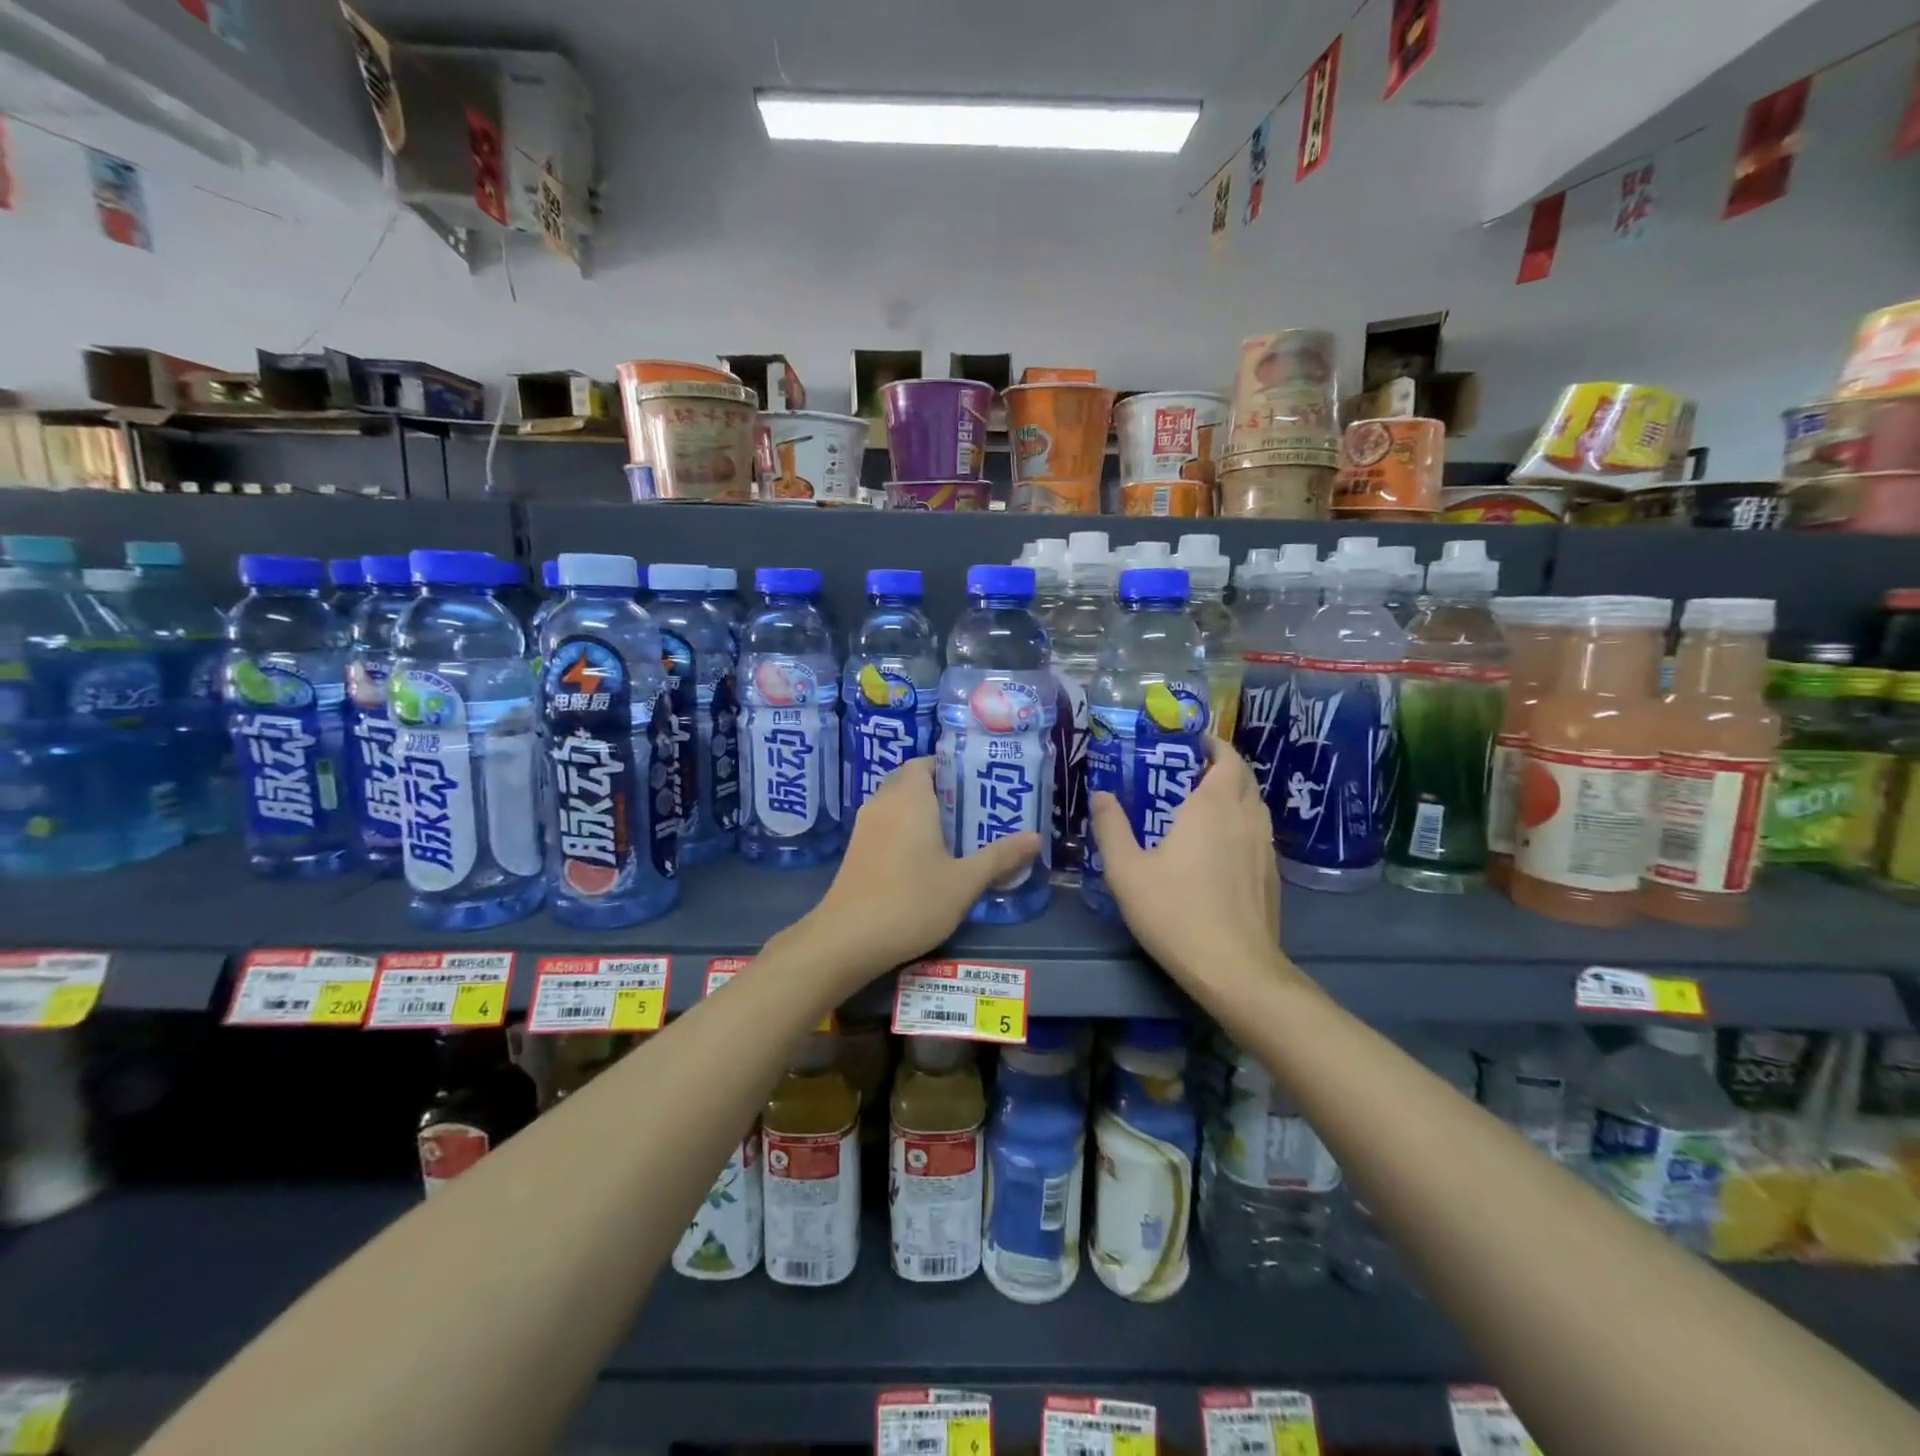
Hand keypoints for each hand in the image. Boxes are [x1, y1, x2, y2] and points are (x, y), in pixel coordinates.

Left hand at [799, 758, 1040, 982]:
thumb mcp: (964, 882)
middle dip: (942, 790)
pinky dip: (906, 830)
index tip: (978, 783)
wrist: (847, 939)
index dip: (951, 767)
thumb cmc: (911, 901)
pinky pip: (886, 825)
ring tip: (958, 832)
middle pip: (912, 781)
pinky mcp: (856, 851)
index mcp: (909, 798)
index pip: (926, 762)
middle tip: (975, 808)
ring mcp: (865, 827)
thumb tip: (1035, 837)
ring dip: (923, 812)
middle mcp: (883, 803)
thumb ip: (1000, 857)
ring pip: (897, 805)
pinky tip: (927, 858)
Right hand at [1089, 735, 1284, 990]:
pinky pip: (1257, 832)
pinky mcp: (1271, 876)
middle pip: (1243, 777)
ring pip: (1254, 805)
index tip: (1189, 742)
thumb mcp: (1127, 870)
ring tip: (1199, 804)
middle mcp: (1246, 818)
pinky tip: (1217, 847)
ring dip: (1232, 794)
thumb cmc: (1176, 911)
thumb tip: (1101, 794)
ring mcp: (1265, 848)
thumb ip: (1111, 827)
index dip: (1212, 744)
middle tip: (1187, 770)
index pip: (1226, 757)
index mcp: (1214, 806)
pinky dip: (1240, 823)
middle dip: (1220, 765)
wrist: (1235, 969)